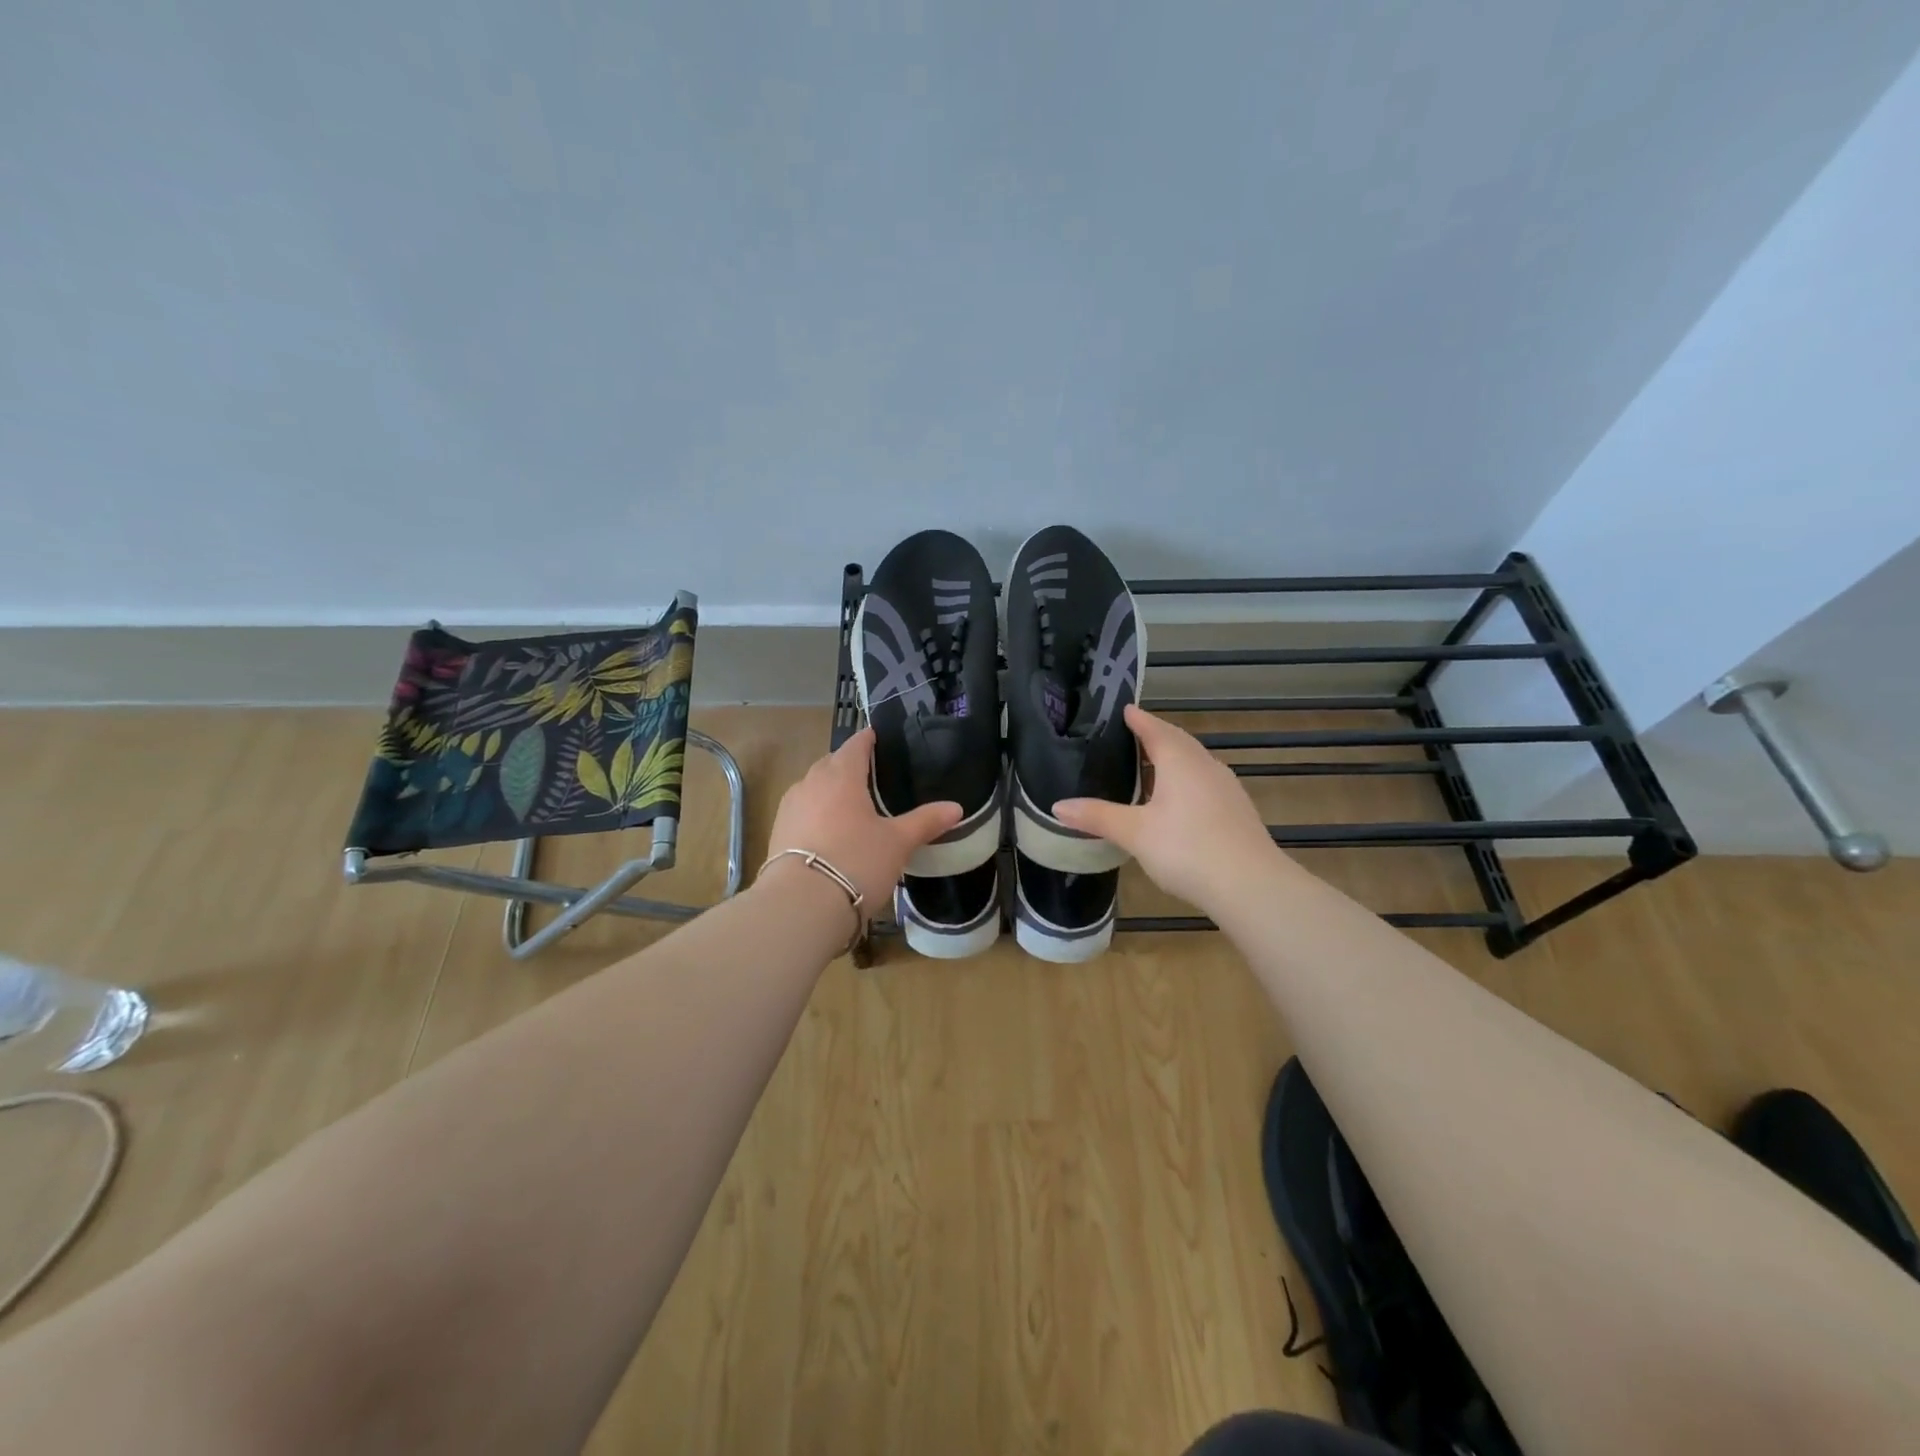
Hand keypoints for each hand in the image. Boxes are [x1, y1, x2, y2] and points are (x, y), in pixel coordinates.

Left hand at [763, 728, 962, 921]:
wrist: (801, 903)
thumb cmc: (856, 861)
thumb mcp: (898, 843)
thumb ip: (926, 822)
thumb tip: (956, 807)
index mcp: (842, 775)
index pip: (855, 745)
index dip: (867, 740)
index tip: (876, 737)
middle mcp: (811, 783)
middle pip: (830, 763)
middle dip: (846, 763)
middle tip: (868, 774)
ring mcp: (790, 807)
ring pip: (812, 786)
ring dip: (828, 788)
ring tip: (848, 803)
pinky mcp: (778, 831)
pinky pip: (801, 810)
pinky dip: (815, 812)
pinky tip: (827, 830)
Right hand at [1054, 705, 1294, 916]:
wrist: (1250, 885)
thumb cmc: (1186, 849)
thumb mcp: (1134, 833)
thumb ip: (1097, 817)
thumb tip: (1058, 806)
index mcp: (1179, 761)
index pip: (1155, 729)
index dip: (1139, 719)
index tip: (1125, 710)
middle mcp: (1205, 766)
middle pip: (1179, 742)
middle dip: (1157, 735)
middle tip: (1134, 735)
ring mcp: (1226, 788)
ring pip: (1196, 763)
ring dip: (1174, 759)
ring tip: (1152, 767)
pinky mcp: (1238, 811)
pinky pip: (1206, 783)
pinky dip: (1188, 781)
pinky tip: (1179, 801)